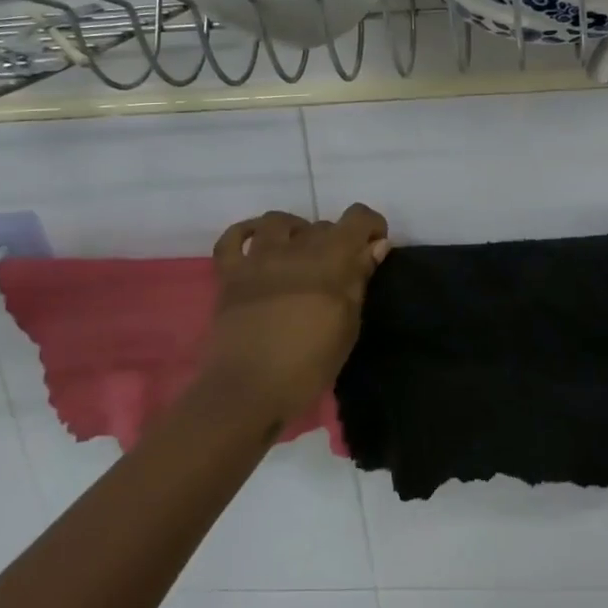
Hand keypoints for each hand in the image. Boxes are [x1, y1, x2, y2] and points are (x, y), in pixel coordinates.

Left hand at [201, 204, 390, 425]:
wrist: (249, 389)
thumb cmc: (309, 364)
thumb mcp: (348, 325)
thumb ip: (360, 279)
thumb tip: (377, 245)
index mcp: (330, 258)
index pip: (358, 217)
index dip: (371, 226)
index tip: (374, 248)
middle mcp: (295, 247)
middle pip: (322, 225)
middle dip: (336, 240)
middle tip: (338, 273)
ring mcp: (258, 258)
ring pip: (278, 221)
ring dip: (295, 230)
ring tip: (299, 252)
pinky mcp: (230, 274)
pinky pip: (233, 238)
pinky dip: (246, 233)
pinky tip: (257, 243)